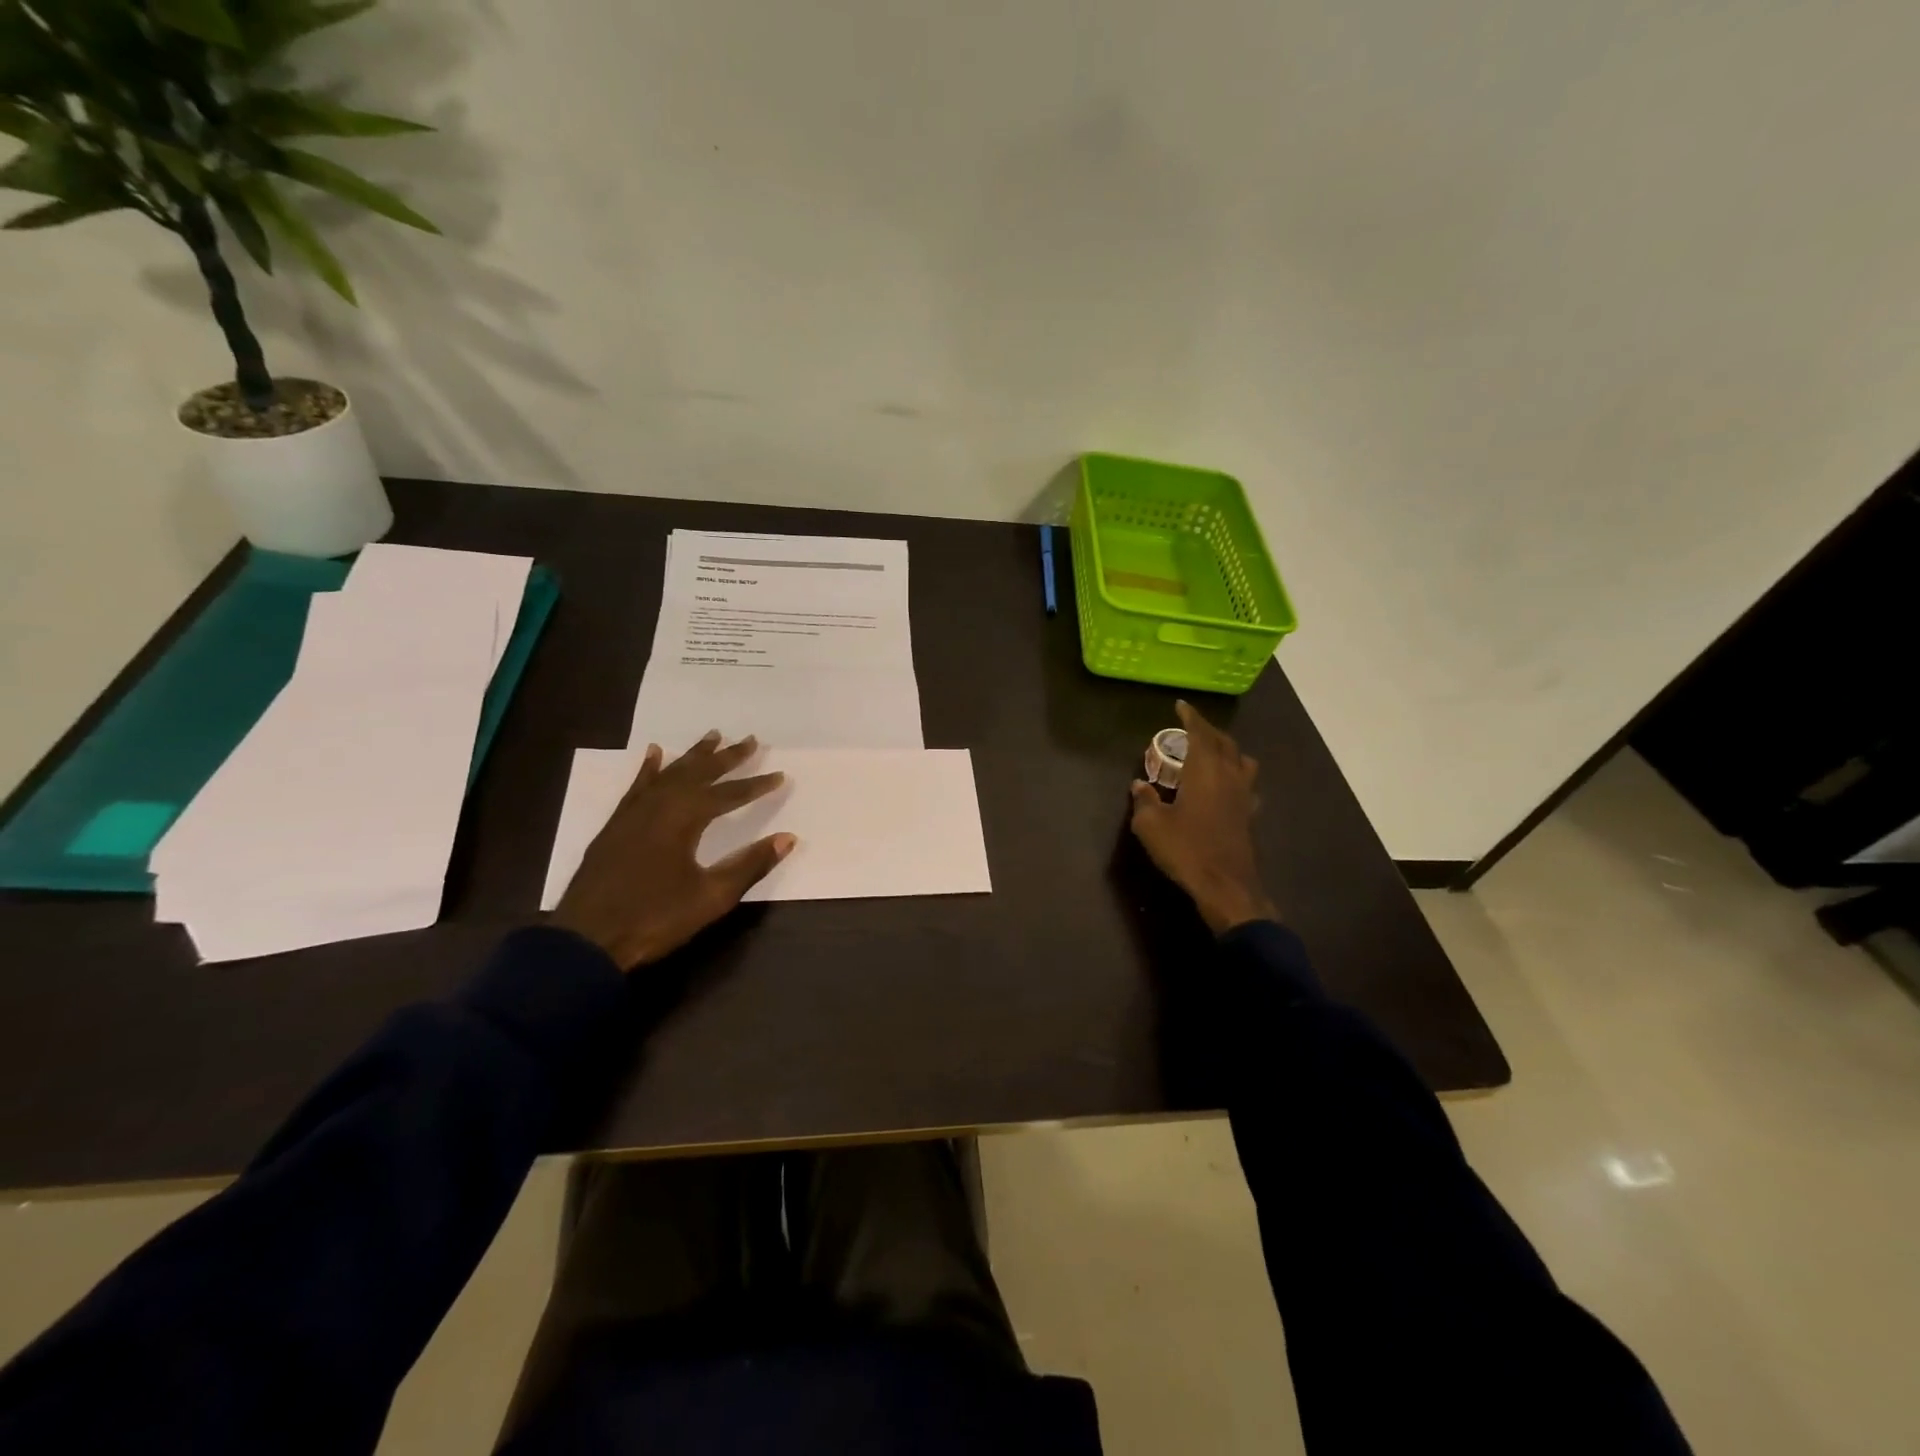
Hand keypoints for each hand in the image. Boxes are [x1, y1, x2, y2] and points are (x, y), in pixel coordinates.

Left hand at [553, 731, 794, 969]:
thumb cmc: (655, 918)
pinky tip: (654, 754)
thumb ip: (750, 864)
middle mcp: (660, 805)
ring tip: (713, 735)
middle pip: (699, 773)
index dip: (756, 785)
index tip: (780, 775)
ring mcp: (634, 813)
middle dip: (727, 757)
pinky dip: (649, 768)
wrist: (587, 940)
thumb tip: (788, 838)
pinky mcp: (616, 825)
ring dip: (693, 756)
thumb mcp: (711, 896)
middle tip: (751, 739)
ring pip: (670, 773)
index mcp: (685, 818)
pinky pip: (638, 786)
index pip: (729, 794)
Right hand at [1128, 701, 1278, 934]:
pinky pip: (1246, 783)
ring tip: (1212, 752)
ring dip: (1227, 749)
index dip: (1190, 717)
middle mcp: (1229, 775)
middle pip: (1224, 742)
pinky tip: (1226, 786)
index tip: (1180, 706)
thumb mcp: (1151, 825)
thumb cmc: (1186, 849)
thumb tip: (1140, 785)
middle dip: (1208, 730)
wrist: (1225, 886)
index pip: (1200, 733)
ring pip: (1241, 760)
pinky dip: (1235, 775)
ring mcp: (1244, 795)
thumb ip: (1145, 801)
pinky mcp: (1249, 815)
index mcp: (1205, 770)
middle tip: (1191, 728)